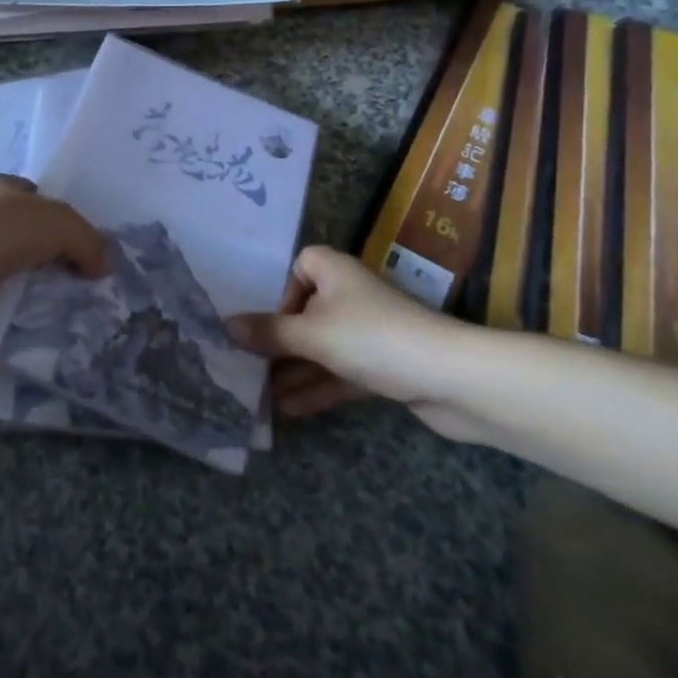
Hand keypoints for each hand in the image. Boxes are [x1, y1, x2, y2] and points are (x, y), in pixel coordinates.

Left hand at [0, 175, 106, 330]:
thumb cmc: (0, 227)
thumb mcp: (58, 221)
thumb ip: (87, 240)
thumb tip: (105, 266)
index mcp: (8, 193)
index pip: (39, 201)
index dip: (64, 219)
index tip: (92, 246)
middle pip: (35, 241)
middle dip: (61, 260)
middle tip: (100, 287)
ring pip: (26, 277)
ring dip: (48, 294)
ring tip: (90, 316)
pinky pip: (13, 311)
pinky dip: (31, 322)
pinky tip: (61, 335)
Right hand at [228, 246, 480, 437]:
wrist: (452, 379)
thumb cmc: (374, 339)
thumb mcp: (313, 334)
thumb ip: (269, 332)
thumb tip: (225, 325)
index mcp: (334, 271)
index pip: (299, 266)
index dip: (279, 290)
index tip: (263, 320)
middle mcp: (349, 296)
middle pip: (304, 313)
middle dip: (277, 340)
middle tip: (244, 364)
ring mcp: (366, 334)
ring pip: (320, 348)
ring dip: (293, 370)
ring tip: (256, 395)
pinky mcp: (381, 368)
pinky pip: (338, 373)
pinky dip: (316, 388)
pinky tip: (286, 411)